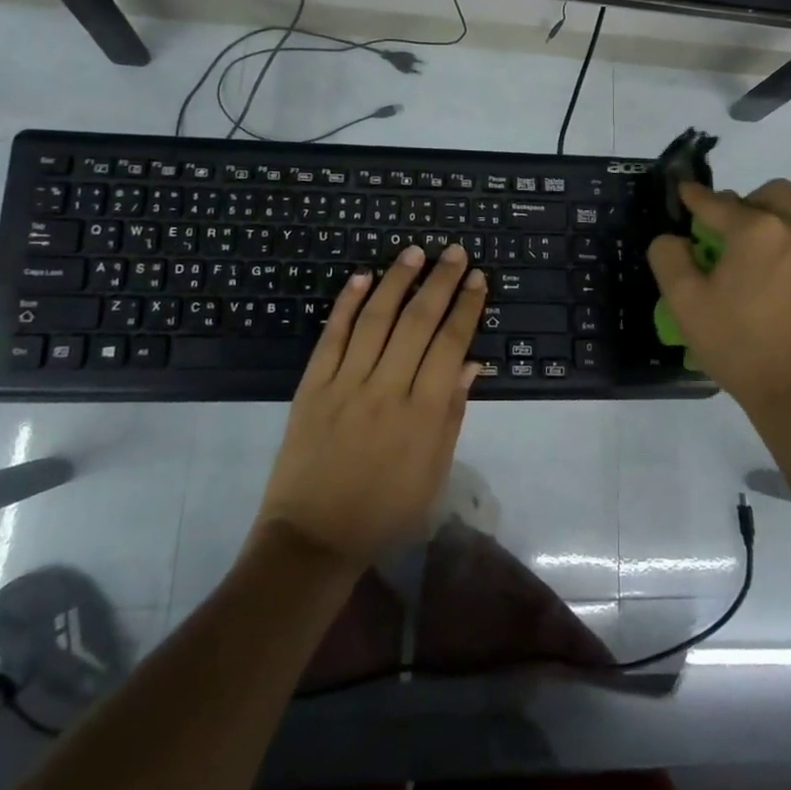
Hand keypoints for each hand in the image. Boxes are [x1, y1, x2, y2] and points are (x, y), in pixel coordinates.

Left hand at [255, 243, 487, 568]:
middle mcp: (386, 390)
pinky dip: (347, 303)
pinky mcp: (312, 385)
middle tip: (455, 251)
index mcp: (423, 414)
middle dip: (440, 282)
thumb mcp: (433, 474)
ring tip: (415, 251)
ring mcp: (345, 384)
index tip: (477, 278)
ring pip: (376, 320)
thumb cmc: (385, 512)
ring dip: (397, 280)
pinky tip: (362, 276)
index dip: (466, 308)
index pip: (450, 345)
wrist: (313, 538)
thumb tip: (471, 362)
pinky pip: (332, 336)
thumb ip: (452, 415)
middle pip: (418, 323)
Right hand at [647, 179, 790, 419]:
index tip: (684, 191)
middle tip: (728, 233)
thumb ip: (670, 259)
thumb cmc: (740, 345)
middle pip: (773, 194)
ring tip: (752, 269)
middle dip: (747, 202)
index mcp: (756, 231)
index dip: (695, 196)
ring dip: (771, 231)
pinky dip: (790, 262)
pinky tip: (778, 298)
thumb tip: (674, 239)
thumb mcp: (685, 303)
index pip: (717, 203)